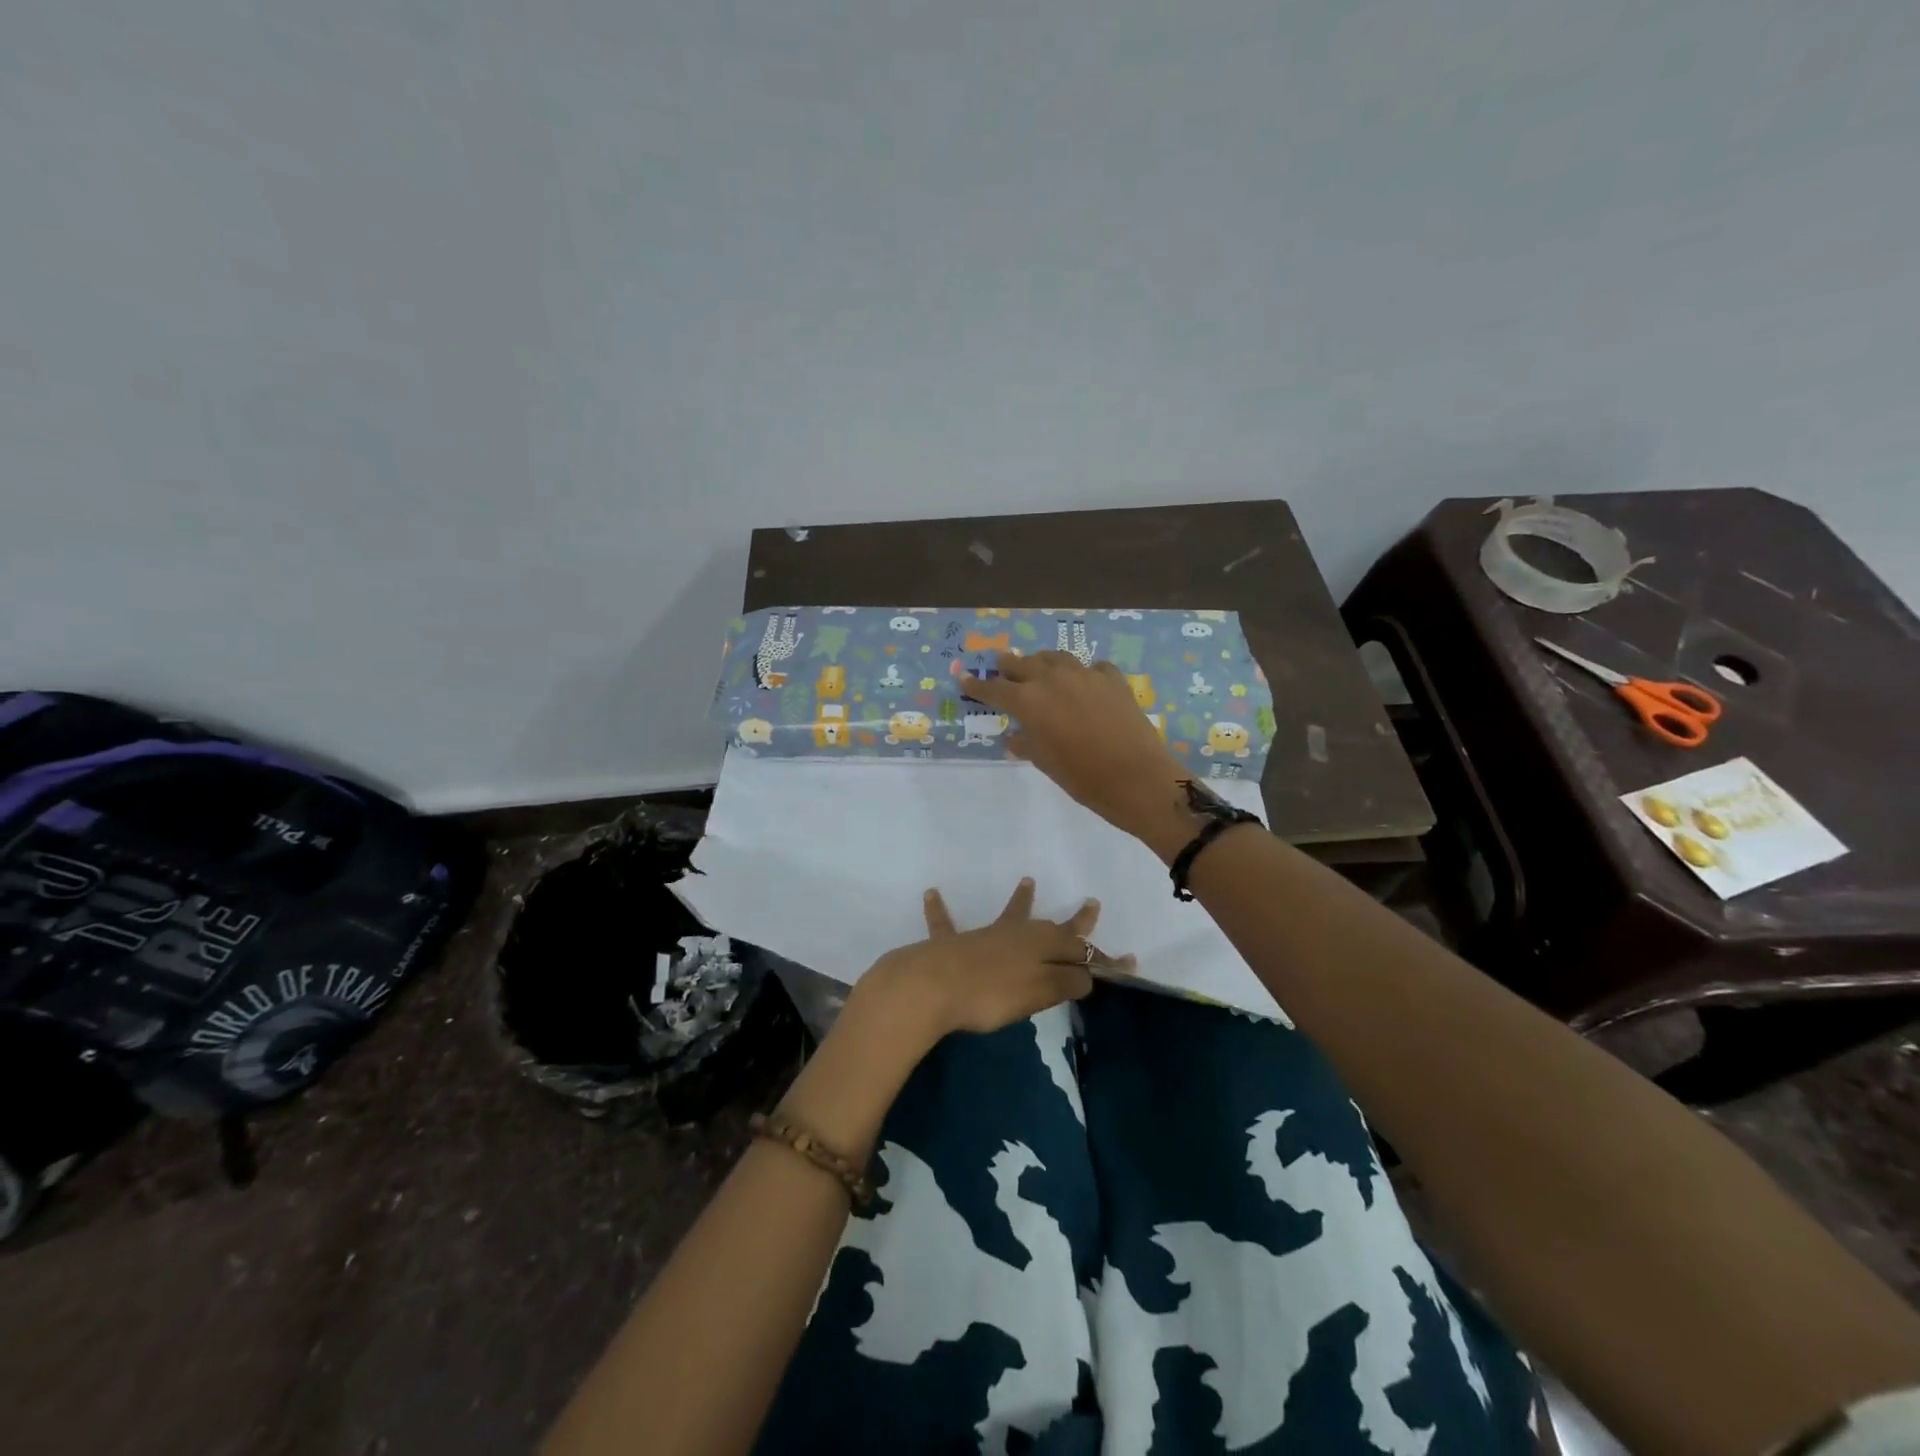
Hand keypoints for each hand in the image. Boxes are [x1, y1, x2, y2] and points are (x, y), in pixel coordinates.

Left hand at [857, 878, 1129, 1044]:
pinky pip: (945, 924)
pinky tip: (931, 893)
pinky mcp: (950, 945)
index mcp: (1040, 947)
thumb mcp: (1039, 993)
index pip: (1081, 951)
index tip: (1129, 963)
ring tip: (1028, 881)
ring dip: (1020, 901)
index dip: (1104, 960)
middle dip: (1074, 923)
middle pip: (1051, 928)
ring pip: (1007, 916)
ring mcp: (983, 936)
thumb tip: (1087, 974)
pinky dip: (939, 910)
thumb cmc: (991, 994)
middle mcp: (1015, 935)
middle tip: (1092, 905)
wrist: (932, 986)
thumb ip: (1065, 982)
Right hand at [963, 651, 1190, 841]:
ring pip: (1055, 658)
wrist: (1138, 778)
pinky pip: (1091, 667)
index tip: (964, 680)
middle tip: (999, 667)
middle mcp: (1053, 679)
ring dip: (1041, 662)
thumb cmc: (1084, 778)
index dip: (977, 686)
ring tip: (1037, 667)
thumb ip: (1027, 744)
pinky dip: (1081, 672)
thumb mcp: (1047, 763)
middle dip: (1007, 667)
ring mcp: (1085, 675)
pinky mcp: (1113, 680)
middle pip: (1022, 664)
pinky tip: (1084, 682)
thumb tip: (1016, 737)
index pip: (994, 689)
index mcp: (1029, 701)